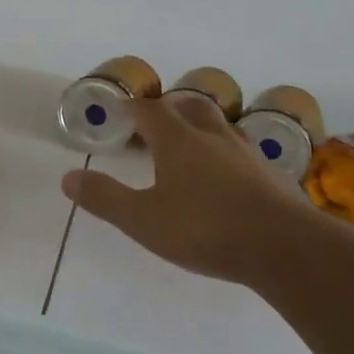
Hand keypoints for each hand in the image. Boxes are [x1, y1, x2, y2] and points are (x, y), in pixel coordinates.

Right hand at [62, 94, 322, 286]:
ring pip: (222, 125)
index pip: (150, 111)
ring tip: (192, 143)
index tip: (121, 112)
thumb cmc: (205, 229)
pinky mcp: (272, 174)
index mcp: (179, 141)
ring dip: (203, 126)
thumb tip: (68, 176)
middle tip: (156, 122)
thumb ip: (105, 198)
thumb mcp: (143, 220)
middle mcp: (213, 137)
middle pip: (190, 106)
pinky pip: (245, 151)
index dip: (133, 108)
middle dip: (170, 108)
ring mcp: (247, 154)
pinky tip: (229, 176)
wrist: (284, 247)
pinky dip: (228, 153)